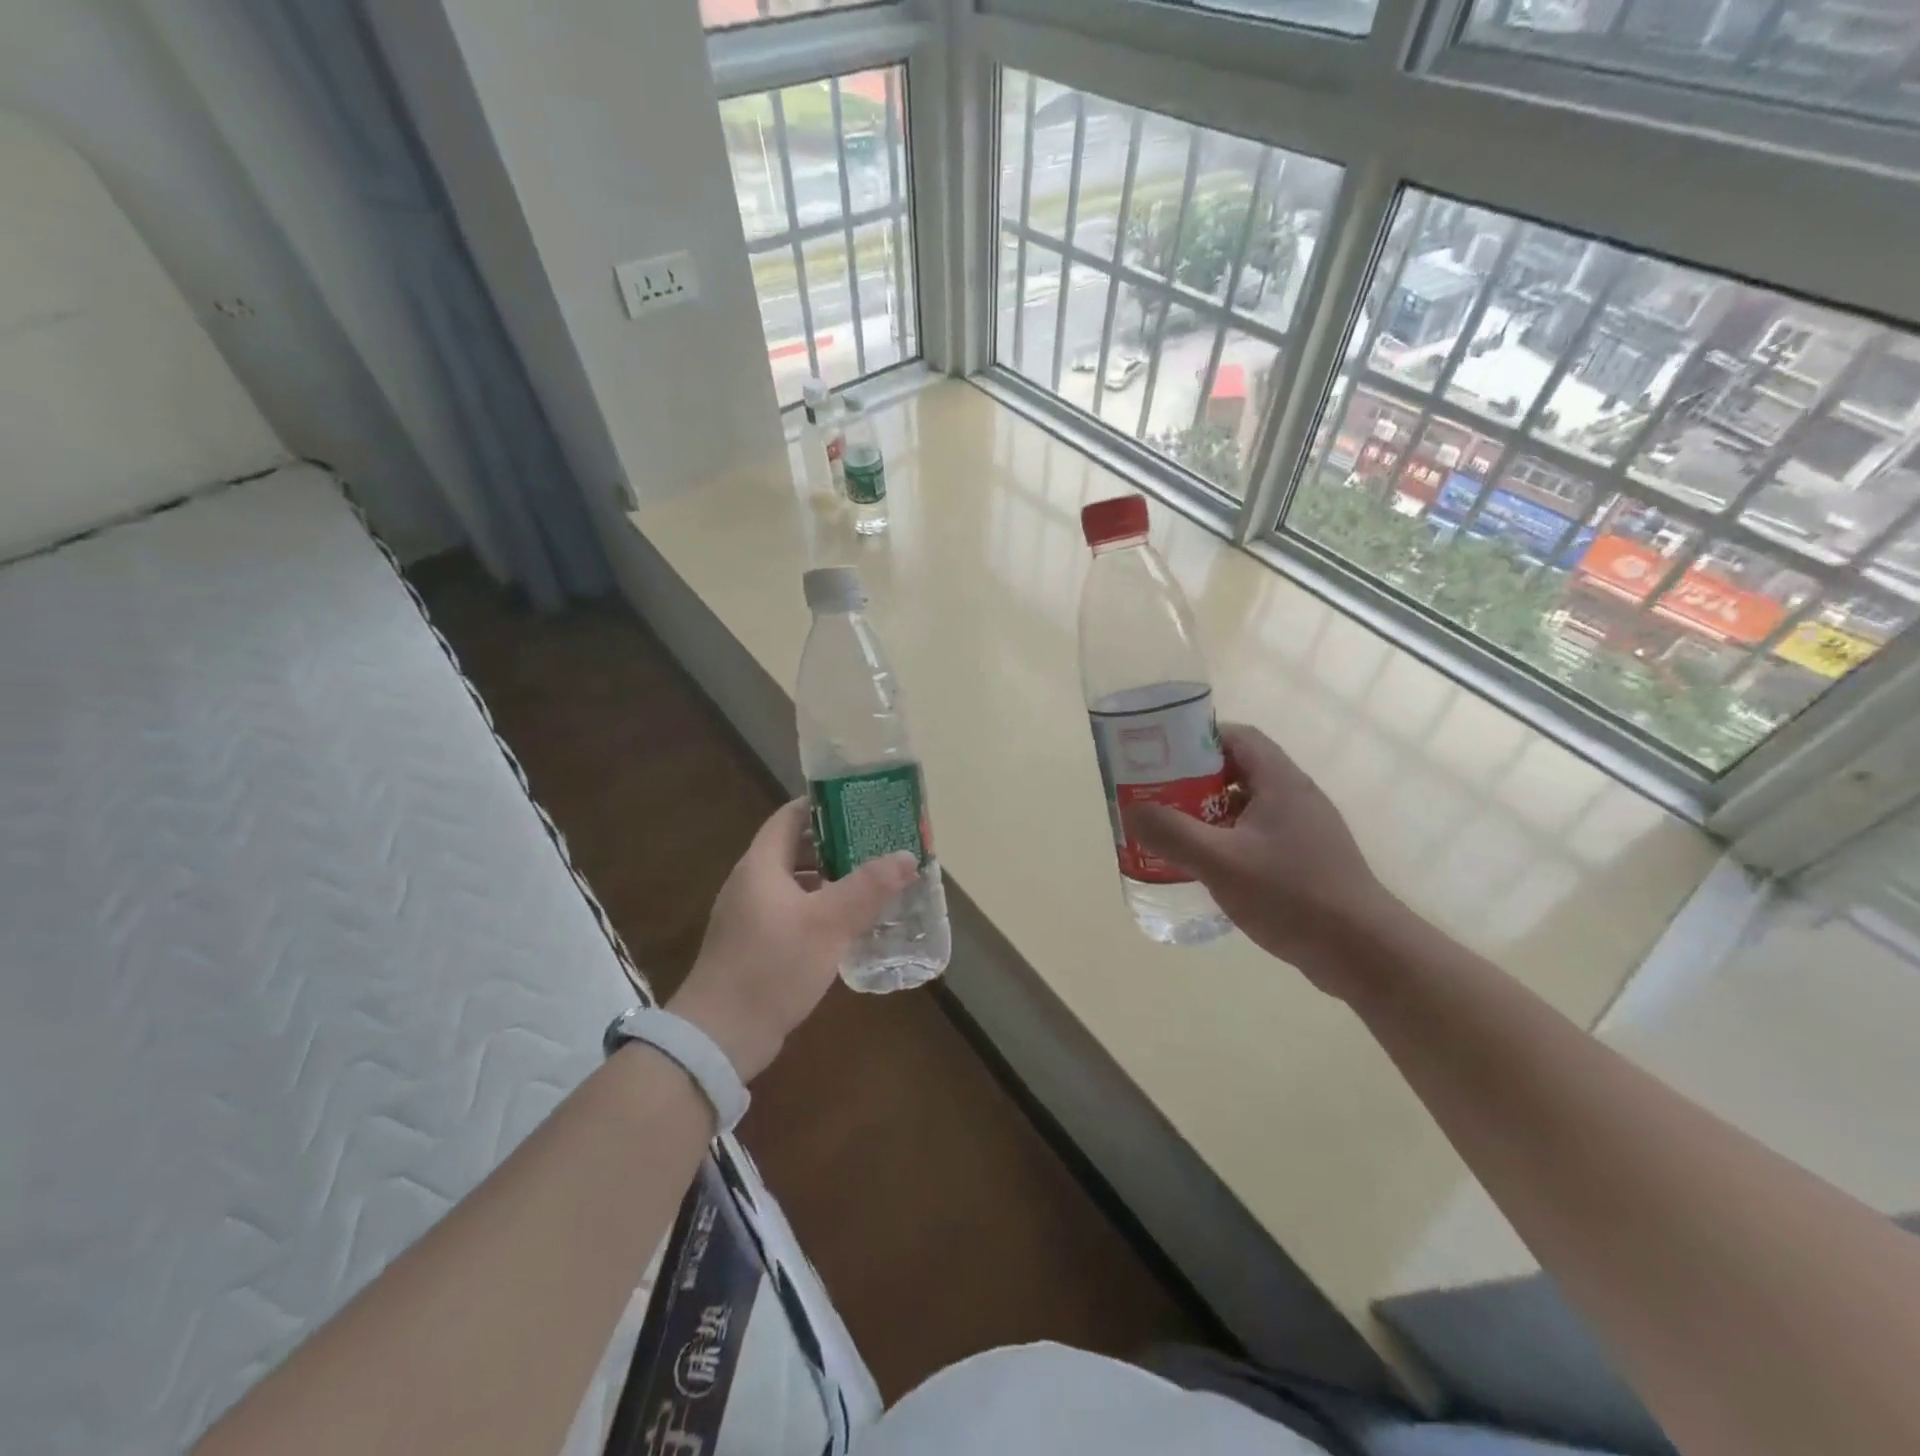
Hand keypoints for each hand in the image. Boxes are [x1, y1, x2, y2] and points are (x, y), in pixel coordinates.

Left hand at [668, 799, 917, 1080]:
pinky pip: (791, 912)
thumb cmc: (773, 966)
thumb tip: (906, 856)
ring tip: (871, 881)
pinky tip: (847, 925)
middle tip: (877, 844)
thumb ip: (868, 887)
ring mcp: (749, 916)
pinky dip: (819, 909)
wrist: (721, 1036)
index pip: (791, 816)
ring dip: (830, 880)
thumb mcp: (828, 923)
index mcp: (761, 865)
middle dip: (835, 844)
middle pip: (795, 848)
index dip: (824, 805)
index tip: (861, 804)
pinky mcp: (754, 946)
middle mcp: (751, 883)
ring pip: (795, 883)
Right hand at [1121, 723, 1403, 998]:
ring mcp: (1305, 830)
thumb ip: (1173, 833)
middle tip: (1158, 795)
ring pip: (1248, 806)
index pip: (1237, 737)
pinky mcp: (1307, 860)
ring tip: (1174, 831)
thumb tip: (1132, 810)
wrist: (1363, 952)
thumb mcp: (1221, 862)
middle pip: (1240, 770)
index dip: (1198, 738)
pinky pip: (1259, 835)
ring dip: (1211, 813)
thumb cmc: (1291, 895)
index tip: (1162, 755)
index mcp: (1281, 782)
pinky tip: (1209, 866)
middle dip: (1196, 779)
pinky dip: (1229, 840)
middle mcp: (1296, 797)